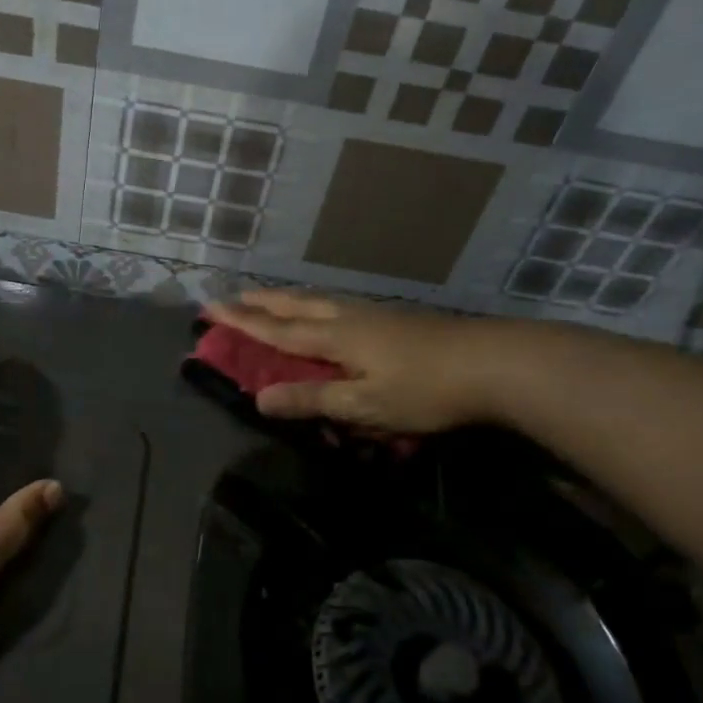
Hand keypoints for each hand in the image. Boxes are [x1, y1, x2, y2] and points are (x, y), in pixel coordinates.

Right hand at [203, 291, 496, 433]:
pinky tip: (326, 312)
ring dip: (287, 299)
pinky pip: (336, 305)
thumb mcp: (365, 405)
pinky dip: (314, 305)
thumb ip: (313, 400)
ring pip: (317, 300)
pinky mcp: (392, 319)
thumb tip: (261, 399)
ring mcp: (373, 314)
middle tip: (232, 297)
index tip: (211, 310)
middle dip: (260, 302)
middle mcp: (348, 317)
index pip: (277, 330)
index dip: (242, 323)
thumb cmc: (425, 389)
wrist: (492, 362)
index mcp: (335, 337)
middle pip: (295, 305)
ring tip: (270, 299)